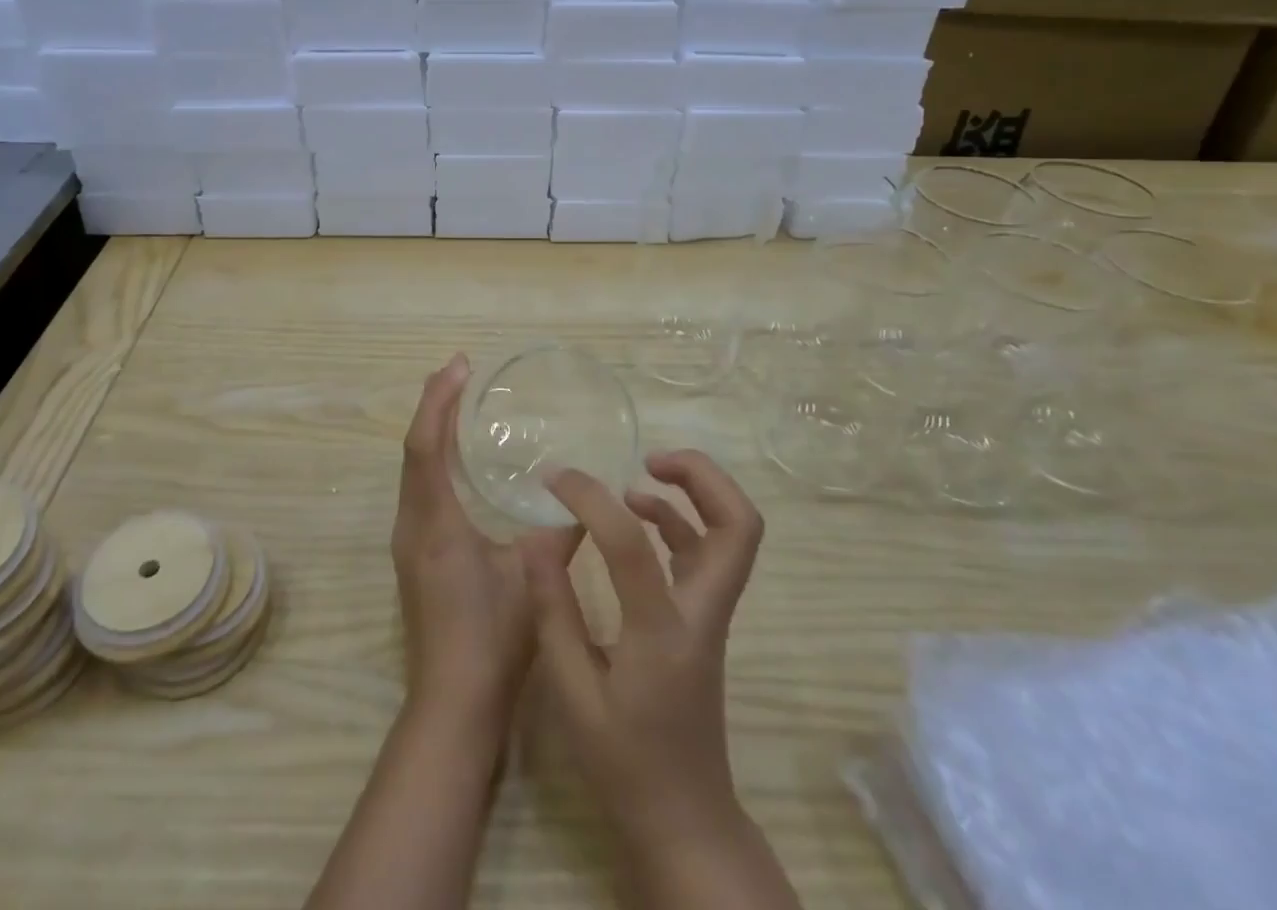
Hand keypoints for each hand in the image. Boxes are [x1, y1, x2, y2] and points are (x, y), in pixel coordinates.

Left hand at [392, 354, 582, 730]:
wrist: (452, 706)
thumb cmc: (492, 640)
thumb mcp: (532, 578)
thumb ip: (559, 532)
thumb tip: (584, 499)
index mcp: (435, 522)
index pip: (426, 444)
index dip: (440, 400)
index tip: (461, 365)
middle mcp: (412, 524)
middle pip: (414, 448)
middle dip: (434, 404)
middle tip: (462, 372)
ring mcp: (409, 541)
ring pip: (414, 468)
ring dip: (433, 430)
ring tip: (460, 402)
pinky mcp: (415, 555)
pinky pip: (420, 488)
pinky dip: (435, 459)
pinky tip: (460, 461)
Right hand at [527, 450, 764, 838]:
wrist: (684, 820)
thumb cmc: (623, 763)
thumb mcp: (571, 693)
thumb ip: (553, 611)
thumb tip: (536, 538)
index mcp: (661, 633)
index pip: (631, 542)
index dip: (589, 497)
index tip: (554, 479)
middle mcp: (701, 614)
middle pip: (739, 525)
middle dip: (702, 475)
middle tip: (650, 457)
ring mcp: (711, 615)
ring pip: (734, 534)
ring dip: (696, 492)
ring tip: (639, 476)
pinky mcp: (705, 620)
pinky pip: (707, 552)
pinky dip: (680, 521)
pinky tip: (638, 517)